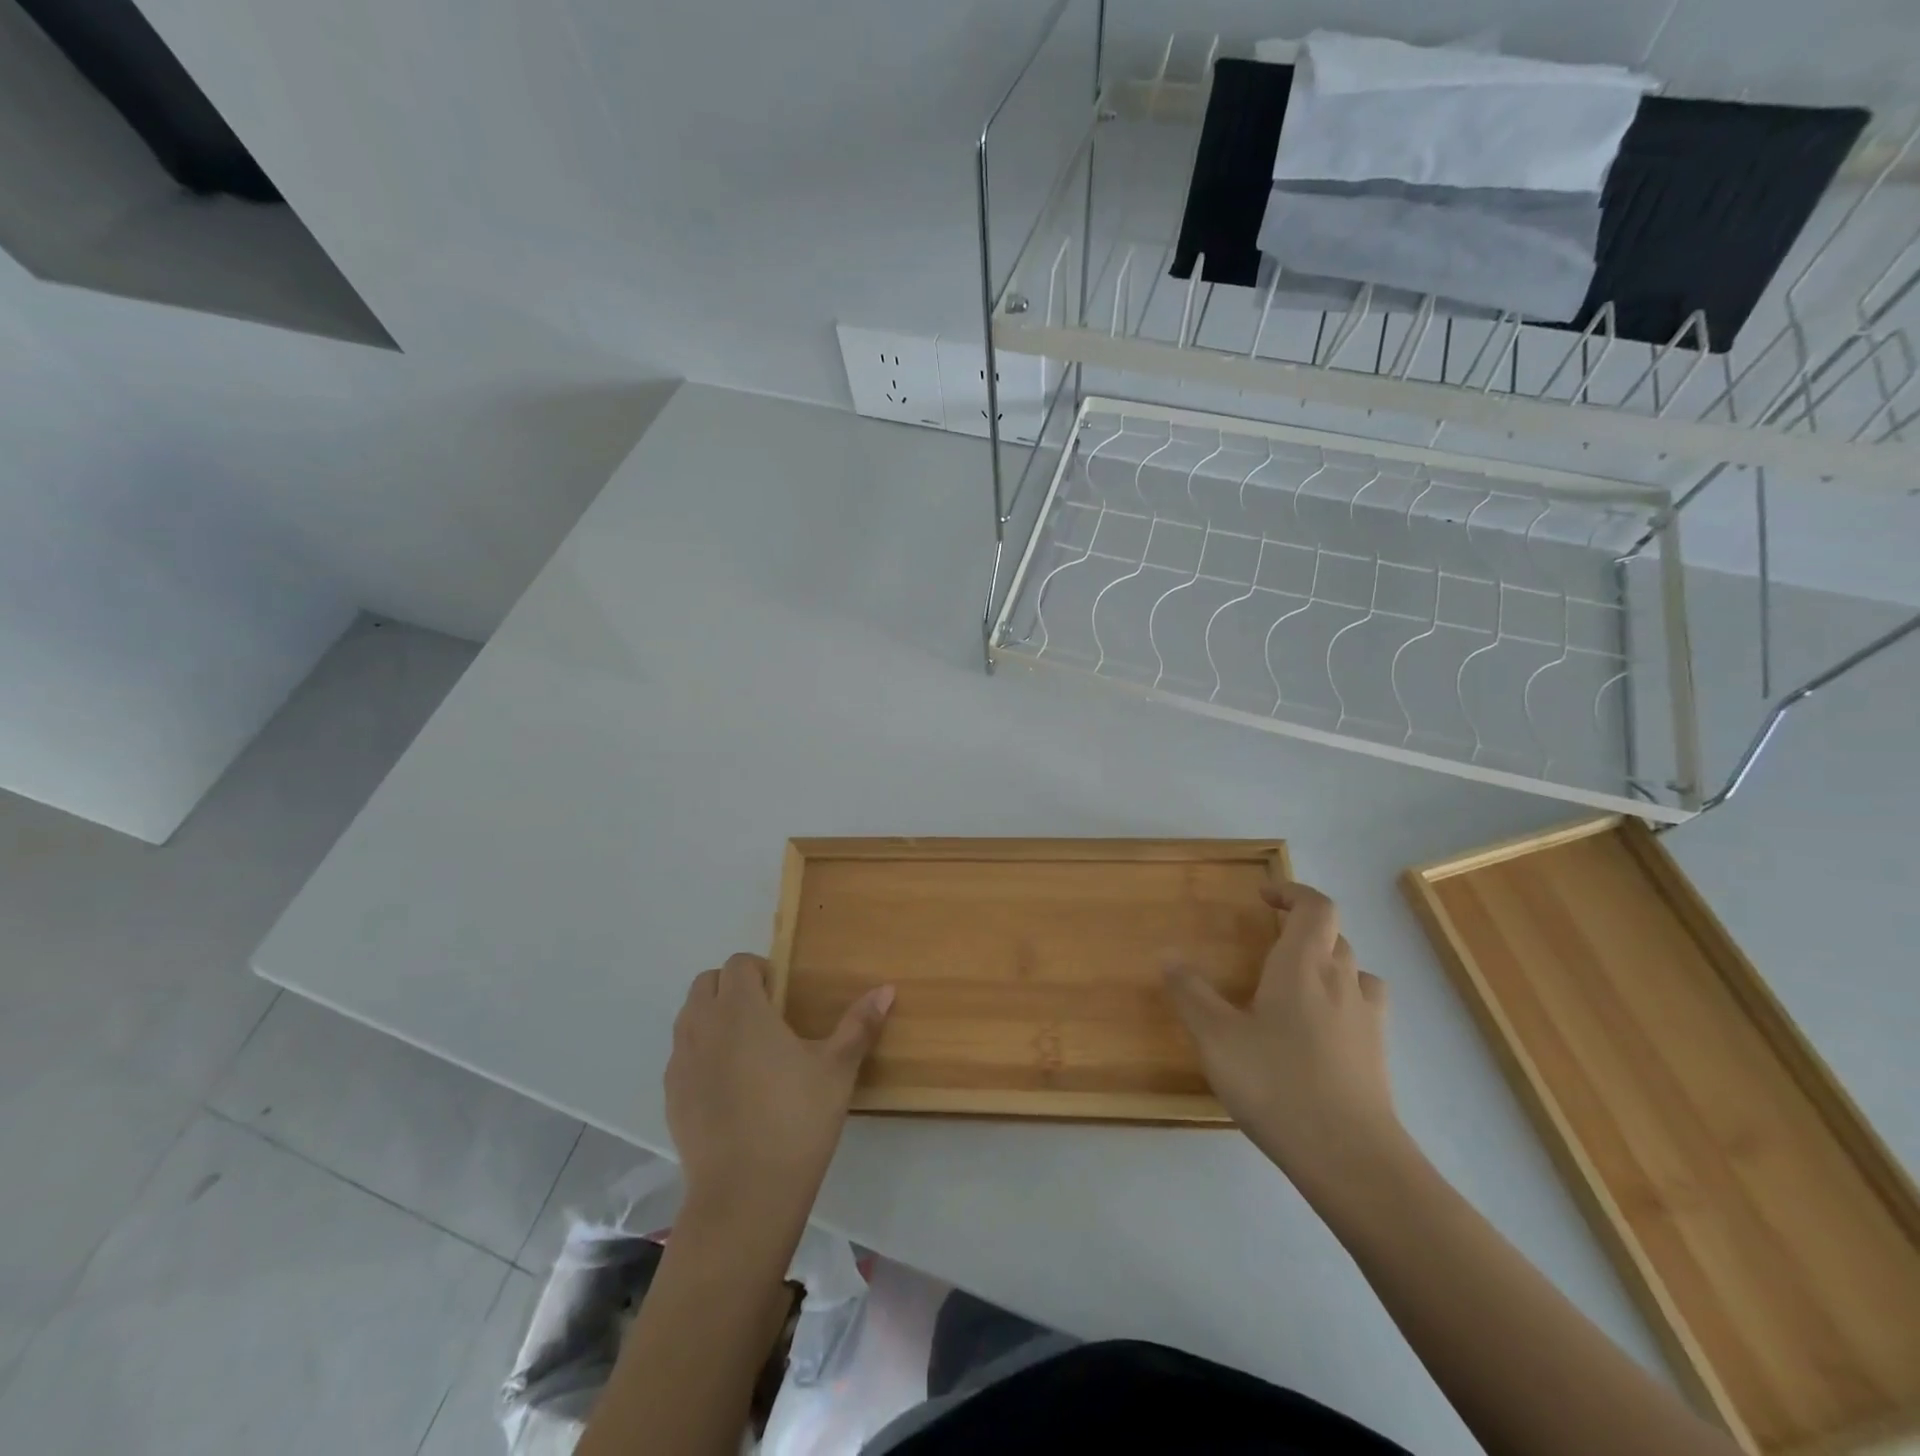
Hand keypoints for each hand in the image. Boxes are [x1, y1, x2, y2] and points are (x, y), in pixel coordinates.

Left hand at [666, 954, 893, 1223]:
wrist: (745, 1195)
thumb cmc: (796, 1119)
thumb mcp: (838, 1068)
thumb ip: (859, 1024)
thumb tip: (887, 989)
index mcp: (741, 1008)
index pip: (738, 964)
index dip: (761, 970)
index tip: (784, 995)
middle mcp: (703, 1025)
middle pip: (706, 983)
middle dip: (732, 987)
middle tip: (766, 1015)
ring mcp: (681, 1062)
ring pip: (689, 1017)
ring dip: (713, 1017)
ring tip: (747, 1047)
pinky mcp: (671, 1097)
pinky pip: (682, 1056)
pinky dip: (701, 1053)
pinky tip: (729, 1085)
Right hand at [1165, 880, 1402, 1190]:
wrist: (1351, 1158)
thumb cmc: (1277, 1083)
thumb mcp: (1216, 1038)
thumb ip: (1190, 993)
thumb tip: (1166, 955)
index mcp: (1304, 965)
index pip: (1315, 907)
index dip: (1293, 892)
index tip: (1264, 896)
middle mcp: (1341, 981)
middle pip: (1333, 935)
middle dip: (1302, 928)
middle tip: (1267, 942)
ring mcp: (1367, 1019)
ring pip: (1353, 970)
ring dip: (1327, 963)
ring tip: (1294, 983)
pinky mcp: (1377, 1055)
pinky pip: (1363, 1007)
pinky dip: (1341, 1001)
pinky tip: (1317, 1030)